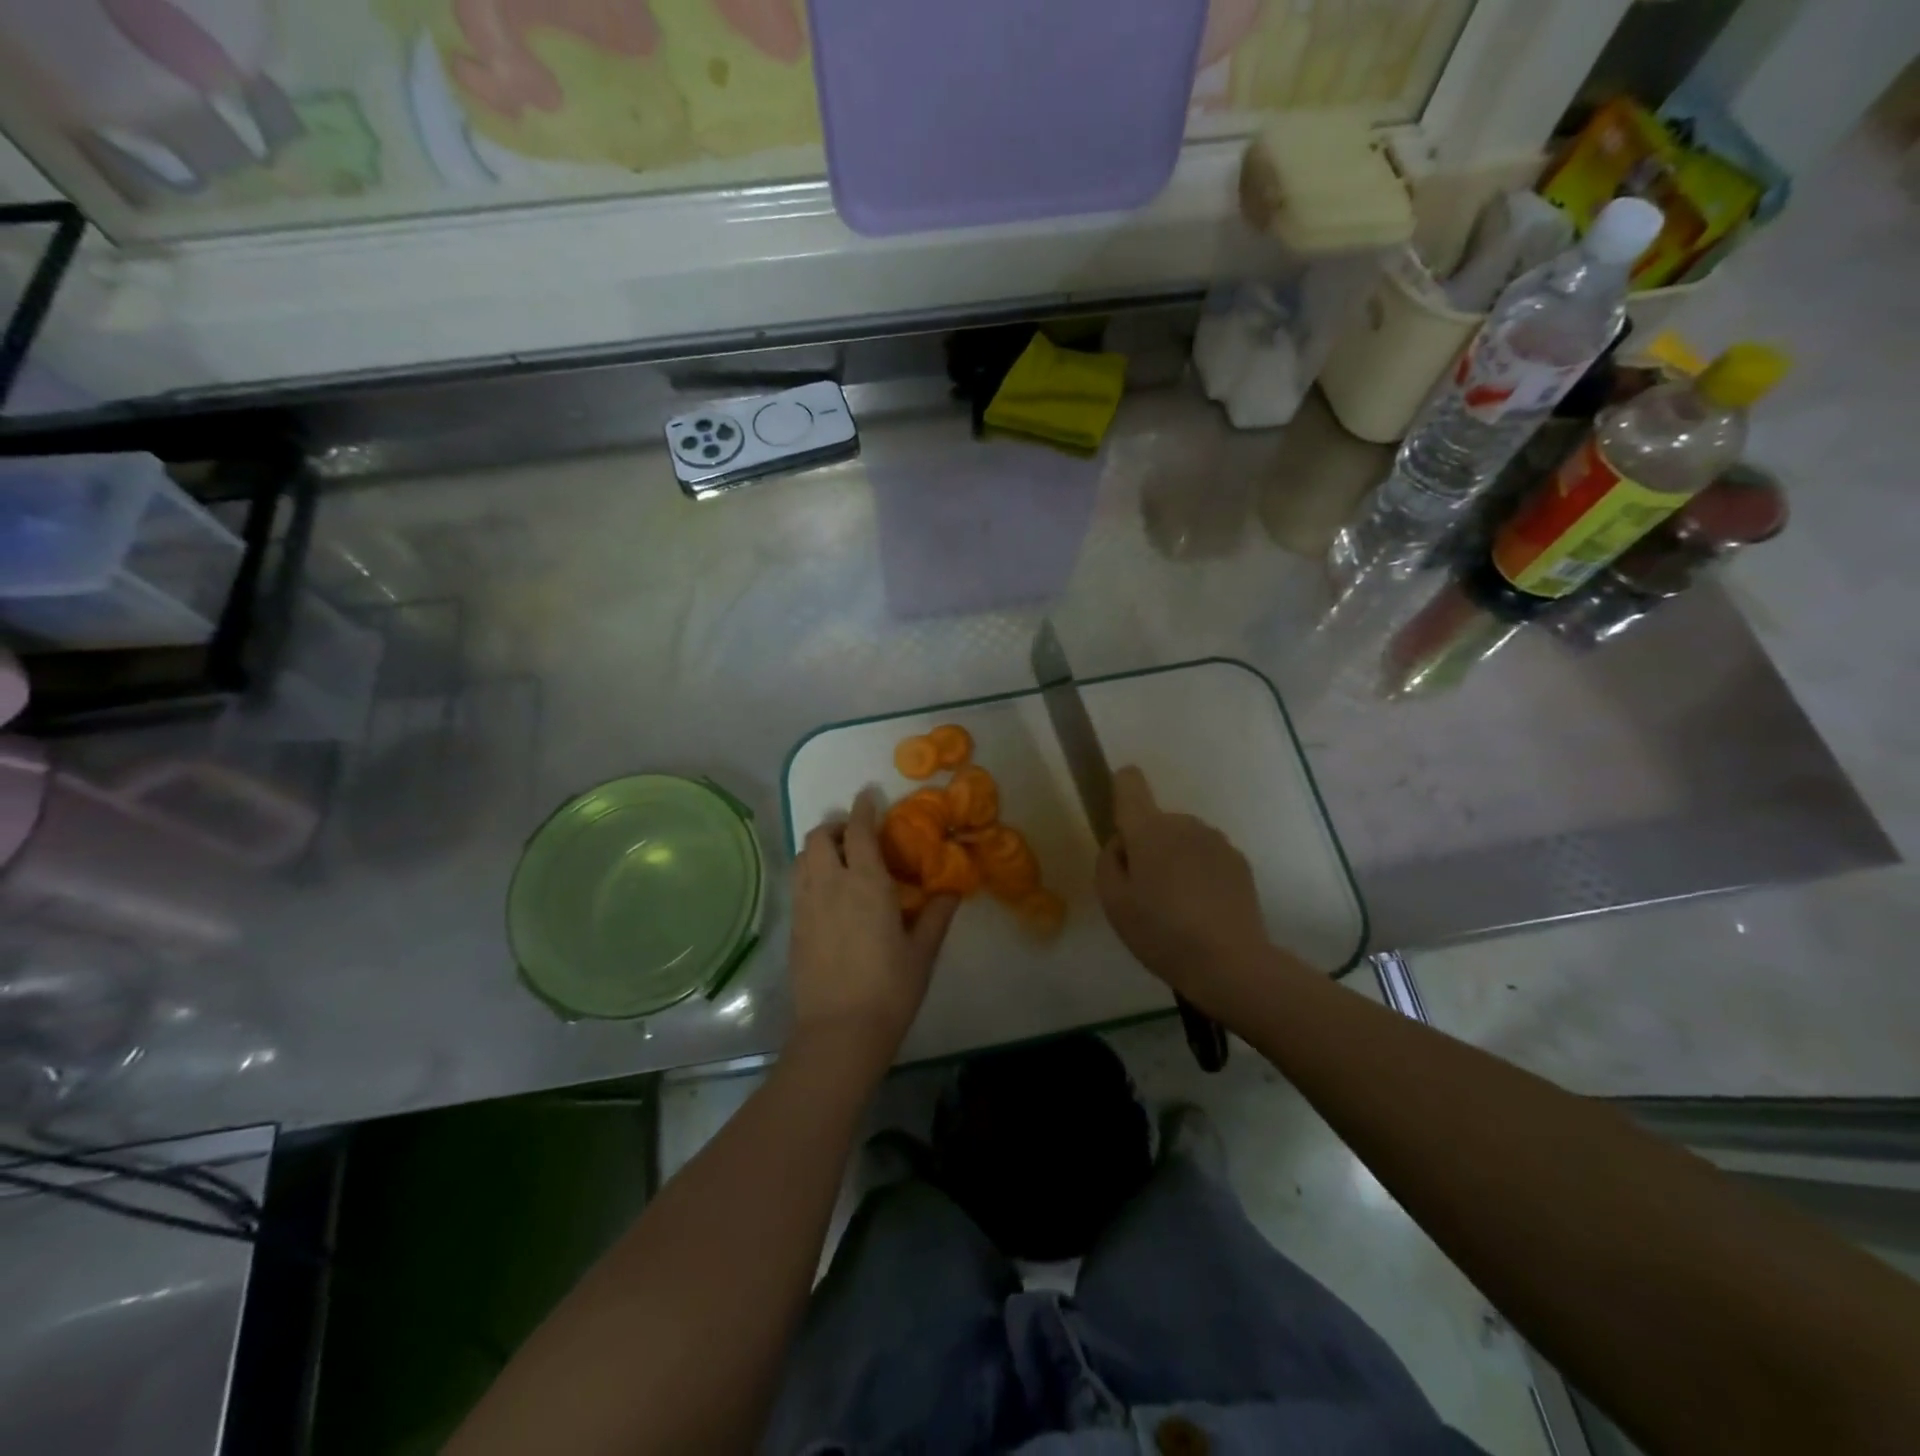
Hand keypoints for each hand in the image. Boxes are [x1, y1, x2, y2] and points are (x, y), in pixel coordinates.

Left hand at [789, 789, 959, 1067]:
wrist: (839, 1033)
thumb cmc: (890, 990)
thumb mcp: (922, 952)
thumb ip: (936, 916)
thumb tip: (951, 891)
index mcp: (866, 883)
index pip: (859, 831)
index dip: (863, 808)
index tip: (869, 795)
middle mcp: (830, 884)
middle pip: (820, 836)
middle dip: (836, 826)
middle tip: (856, 836)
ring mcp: (806, 905)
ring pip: (803, 858)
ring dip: (819, 848)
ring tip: (839, 861)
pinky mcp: (793, 927)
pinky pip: (798, 884)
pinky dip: (810, 873)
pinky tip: (828, 894)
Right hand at [1095, 767, 1273, 1011]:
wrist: (1230, 963)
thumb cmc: (1160, 931)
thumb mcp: (1112, 901)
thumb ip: (1108, 861)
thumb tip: (1122, 843)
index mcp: (1149, 829)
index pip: (1130, 782)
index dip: (1121, 793)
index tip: (1121, 829)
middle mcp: (1185, 823)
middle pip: (1156, 821)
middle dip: (1148, 846)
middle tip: (1146, 892)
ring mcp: (1217, 841)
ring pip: (1183, 839)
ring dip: (1175, 860)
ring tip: (1177, 907)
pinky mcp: (1240, 862)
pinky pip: (1207, 857)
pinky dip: (1200, 874)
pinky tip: (1202, 911)